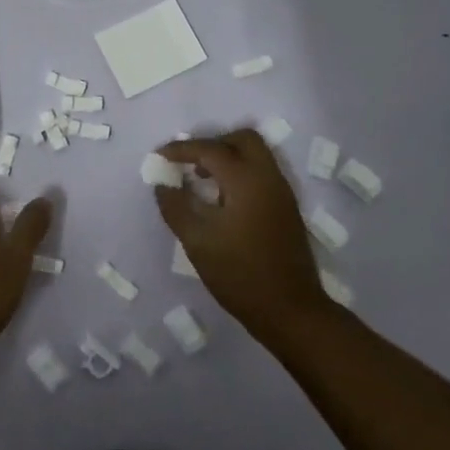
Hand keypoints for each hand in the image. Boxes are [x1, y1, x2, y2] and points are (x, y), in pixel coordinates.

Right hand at [155, 129, 329, 342]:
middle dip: (212, 144)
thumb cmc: (239, 274)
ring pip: (255, 154)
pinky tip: (222, 199)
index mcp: (246, 180)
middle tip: (189, 163)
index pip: (210, 149)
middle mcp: (268, 177)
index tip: (159, 156)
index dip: (182, 149)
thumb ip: (176, 207)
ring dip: (228, 157)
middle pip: (242, 139)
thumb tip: (162, 183)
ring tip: (202, 180)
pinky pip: (262, 172)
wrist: (290, 310)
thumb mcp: (197, 241)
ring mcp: (282, 192)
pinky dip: (240, 172)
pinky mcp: (287, 207)